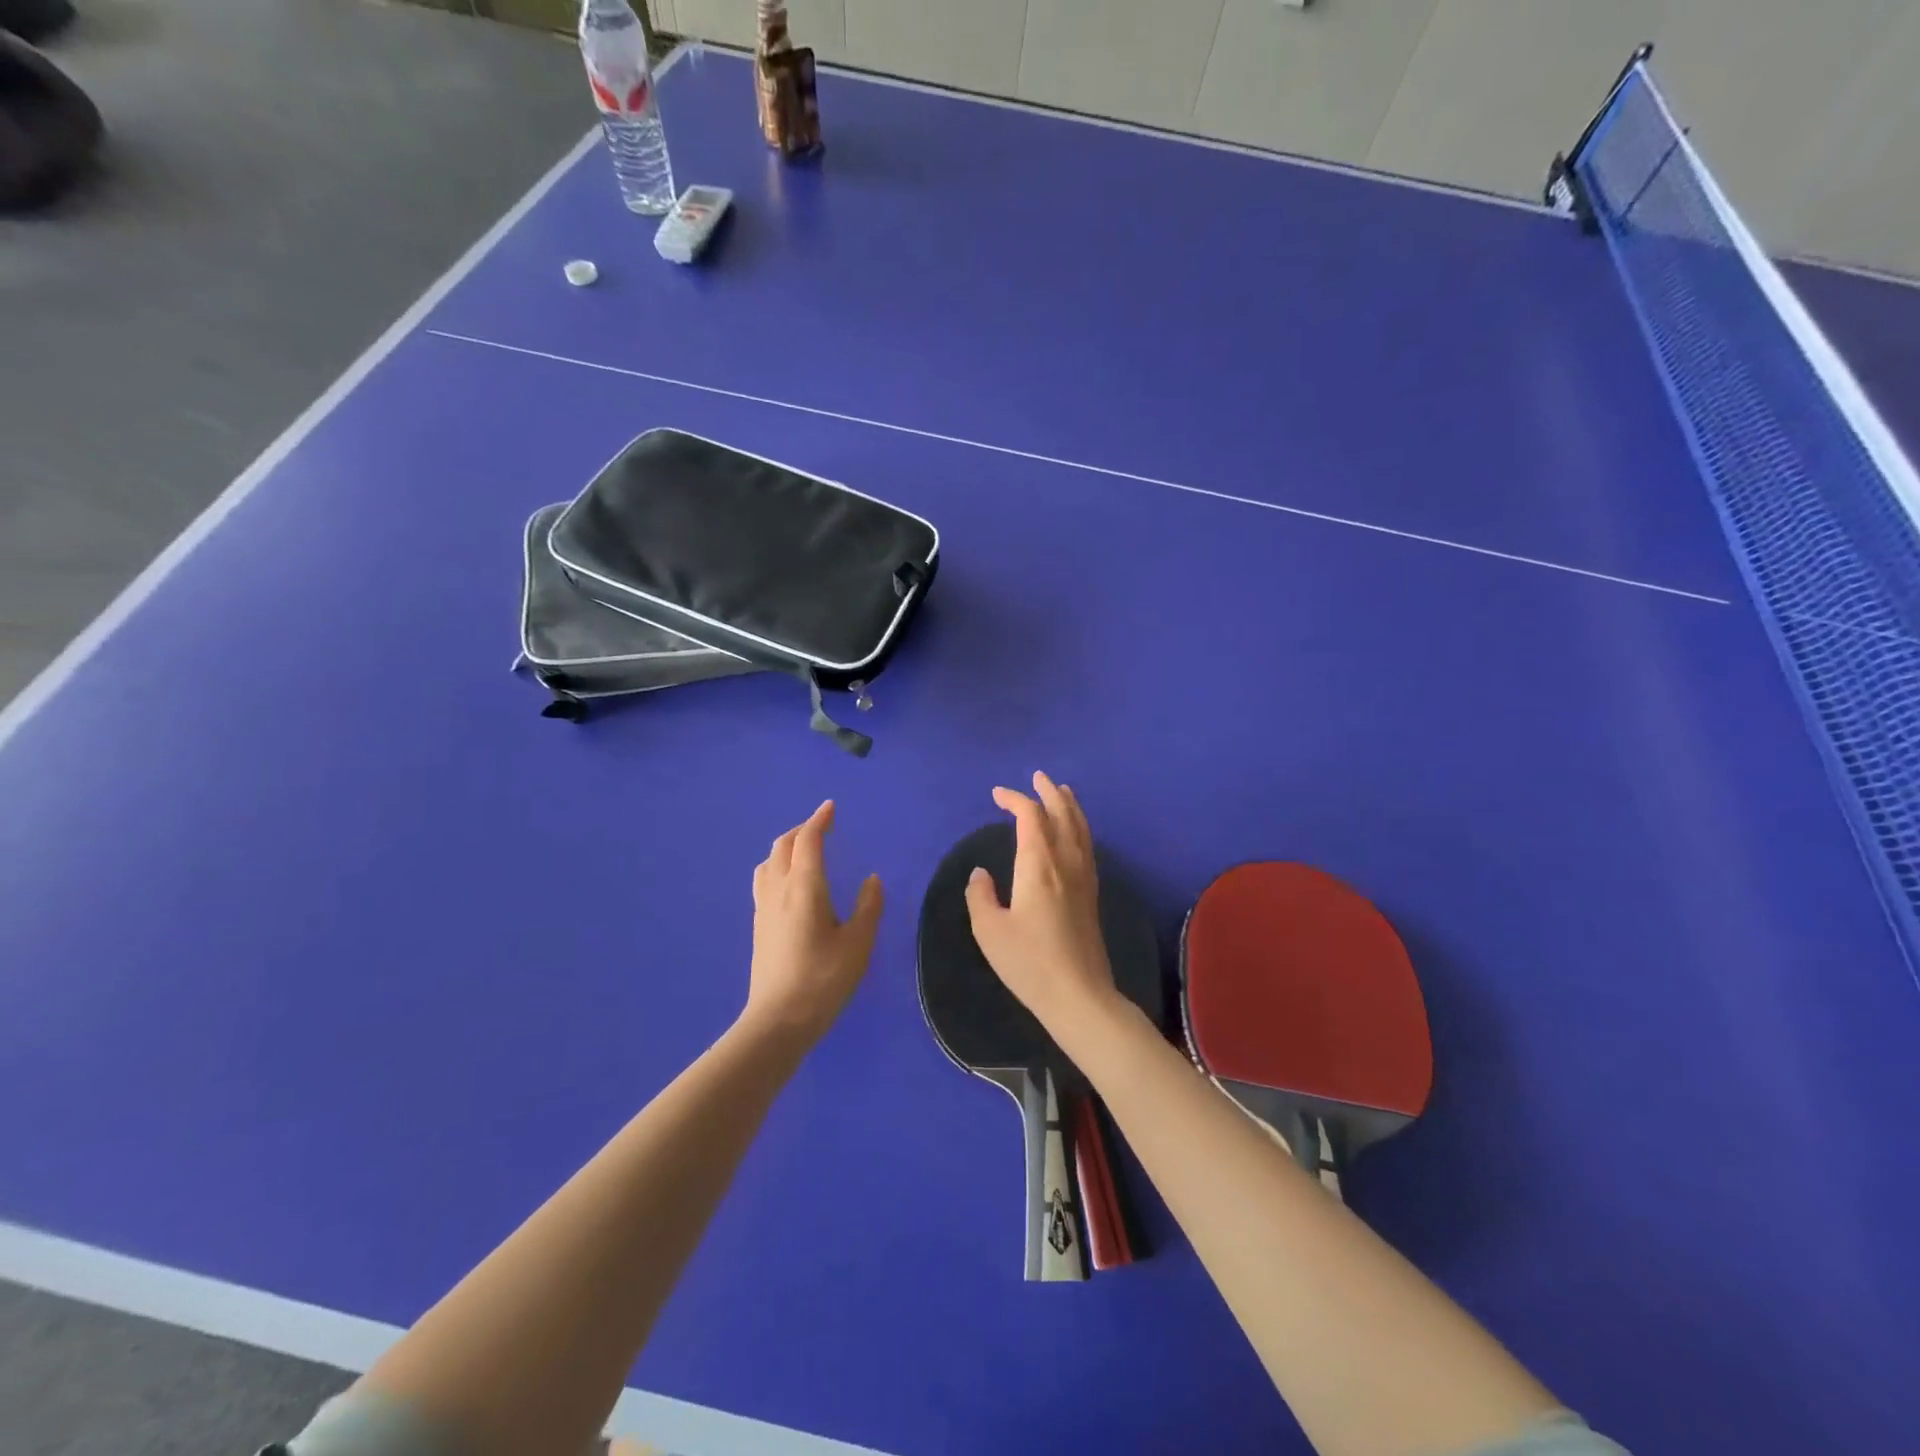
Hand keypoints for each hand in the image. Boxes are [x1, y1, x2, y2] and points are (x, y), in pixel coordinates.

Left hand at [746, 800, 882, 1045]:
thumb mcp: (858, 944)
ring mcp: (763, 908)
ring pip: (769, 862)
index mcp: (805, 887)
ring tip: (804, 852)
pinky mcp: (758, 926)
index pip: (808, 840)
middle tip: (823, 828)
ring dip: (786, 847)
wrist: (777, 1021)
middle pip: (784, 845)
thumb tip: (872, 879)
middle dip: (802, 830)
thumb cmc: (823, 980)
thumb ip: (868, 907)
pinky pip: (764, 880)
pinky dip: (778, 866)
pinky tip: (789, 884)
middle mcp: (779, 889)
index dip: (819, 820)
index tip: (831, 807)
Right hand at [964, 771, 1119, 1034]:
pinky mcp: (1092, 894)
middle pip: (1062, 815)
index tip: (997, 795)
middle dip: (1048, 792)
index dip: (1014, 799)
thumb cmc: (1029, 963)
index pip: (1030, 817)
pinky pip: (1087, 845)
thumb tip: (980, 874)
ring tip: (1063, 792)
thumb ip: (980, 896)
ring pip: (1080, 828)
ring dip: (1069, 806)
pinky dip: (1079, 827)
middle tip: (1037, 777)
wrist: (1079, 996)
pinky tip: (1075, 833)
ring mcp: (1083, 878)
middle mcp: (1065, 863)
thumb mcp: (989, 931)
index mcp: (1039, 865)